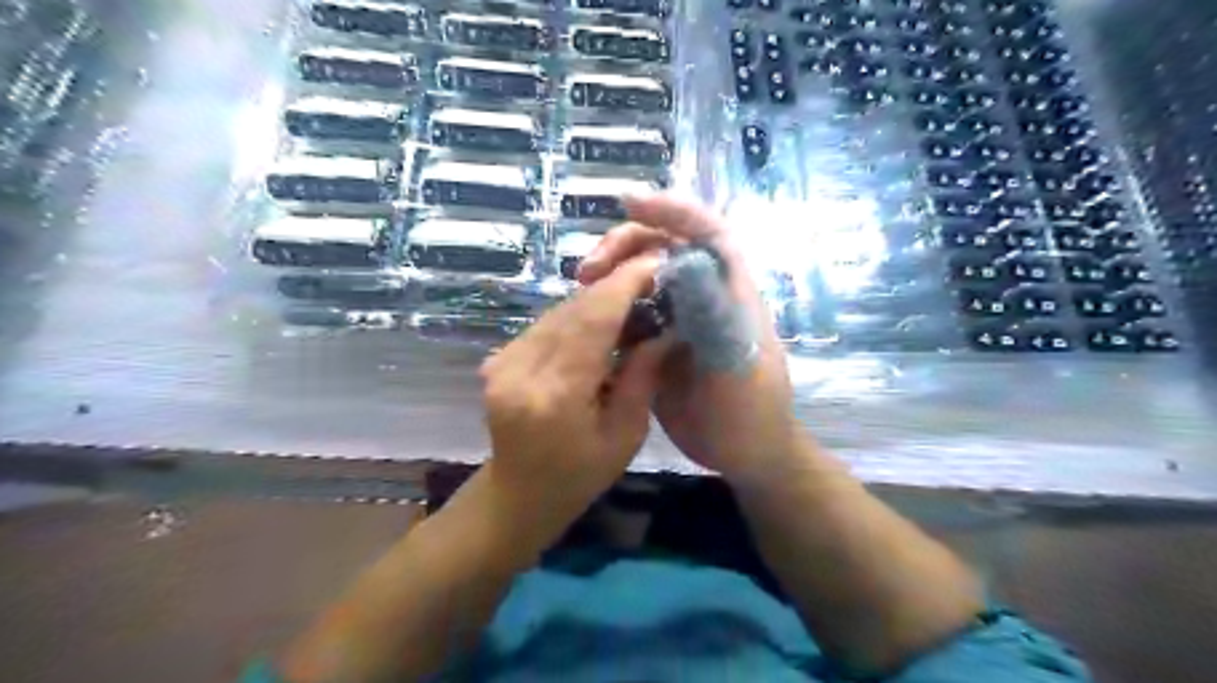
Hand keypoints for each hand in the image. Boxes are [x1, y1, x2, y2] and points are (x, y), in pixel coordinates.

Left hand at [480, 251, 670, 543]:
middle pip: (574, 309)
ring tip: (630, 305)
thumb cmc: (580, 476)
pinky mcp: (496, 358)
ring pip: (558, 311)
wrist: (518, 494)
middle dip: (614, 288)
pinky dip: (575, 319)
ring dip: (596, 303)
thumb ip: (643, 375)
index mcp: (556, 394)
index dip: (625, 284)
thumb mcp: (626, 434)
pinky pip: (545, 325)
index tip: (655, 263)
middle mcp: (521, 368)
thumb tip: (667, 326)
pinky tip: (598, 328)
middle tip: (650, 282)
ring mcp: (502, 361)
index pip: (593, 320)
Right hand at [578, 196, 805, 481]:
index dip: (671, 210)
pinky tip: (586, 323)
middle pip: (663, 249)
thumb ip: (713, 314)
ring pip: (640, 281)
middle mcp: (702, 296)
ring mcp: (677, 320)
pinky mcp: (657, 345)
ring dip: (610, 278)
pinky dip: (606, 312)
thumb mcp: (737, 363)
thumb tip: (678, 262)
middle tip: (587, 269)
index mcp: (729, 290)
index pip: (706, 231)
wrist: (745, 454)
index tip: (629, 203)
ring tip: (580, 290)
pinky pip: (628, 316)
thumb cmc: (751, 409)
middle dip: (625, 246)